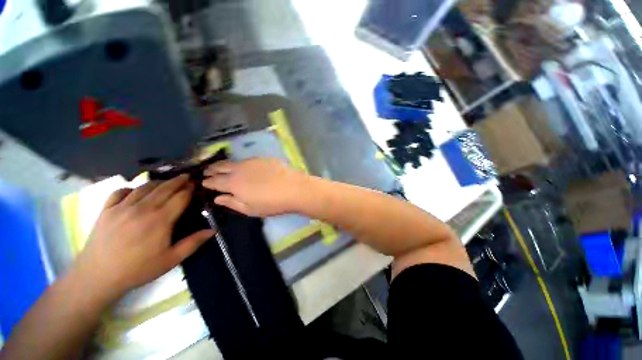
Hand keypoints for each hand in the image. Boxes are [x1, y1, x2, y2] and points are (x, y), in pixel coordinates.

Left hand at [72, 175, 213, 300]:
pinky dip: (131, 188)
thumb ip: (193, 243)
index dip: (189, 189)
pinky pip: (120, 191)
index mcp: (160, 220)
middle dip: (178, 181)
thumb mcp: (170, 260)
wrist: (97, 276)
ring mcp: (122, 207)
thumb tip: (214, 231)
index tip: (196, 185)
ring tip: (166, 182)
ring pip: (144, 187)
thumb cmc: (138, 269)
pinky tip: (136, 192)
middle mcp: (142, 209)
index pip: (180, 197)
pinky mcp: (106, 209)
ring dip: (158, 182)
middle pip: (164, 188)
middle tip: (186, 176)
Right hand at [202, 158, 306, 216]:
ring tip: (221, 167)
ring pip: (233, 162)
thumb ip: (232, 203)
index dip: (208, 182)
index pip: (215, 181)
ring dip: (224, 164)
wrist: (294, 189)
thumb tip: (217, 198)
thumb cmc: (272, 203)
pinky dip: (240, 163)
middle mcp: (239, 169)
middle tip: (206, 171)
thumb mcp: (250, 209)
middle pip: (221, 167)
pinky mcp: (263, 158)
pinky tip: (243, 166)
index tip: (203, 182)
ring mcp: (252, 161)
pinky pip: (247, 160)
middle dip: (211, 169)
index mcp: (233, 183)